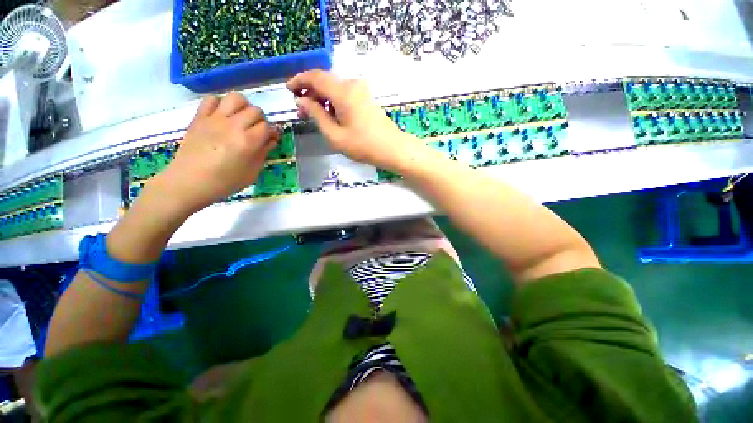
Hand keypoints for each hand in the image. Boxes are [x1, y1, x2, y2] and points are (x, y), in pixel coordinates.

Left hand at [153, 92, 279, 215]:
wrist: (189, 182)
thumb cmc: (225, 182)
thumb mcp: (252, 173)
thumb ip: (263, 154)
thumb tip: (270, 141)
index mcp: (248, 142)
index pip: (268, 127)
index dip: (273, 133)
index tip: (272, 139)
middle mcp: (233, 126)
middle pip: (255, 111)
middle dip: (261, 120)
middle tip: (257, 131)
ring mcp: (214, 119)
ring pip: (236, 98)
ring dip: (243, 107)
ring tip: (241, 118)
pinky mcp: (199, 117)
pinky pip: (212, 99)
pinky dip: (220, 104)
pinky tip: (222, 116)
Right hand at [287, 70, 421, 170]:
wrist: (392, 149)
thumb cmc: (363, 146)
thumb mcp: (335, 135)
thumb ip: (316, 115)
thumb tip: (301, 101)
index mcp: (343, 92)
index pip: (315, 77)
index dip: (299, 81)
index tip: (288, 90)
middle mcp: (352, 85)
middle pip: (325, 82)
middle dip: (310, 93)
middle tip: (301, 111)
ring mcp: (361, 91)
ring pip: (334, 88)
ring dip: (322, 99)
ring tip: (314, 116)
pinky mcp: (366, 98)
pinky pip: (344, 94)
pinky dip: (333, 102)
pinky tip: (330, 116)